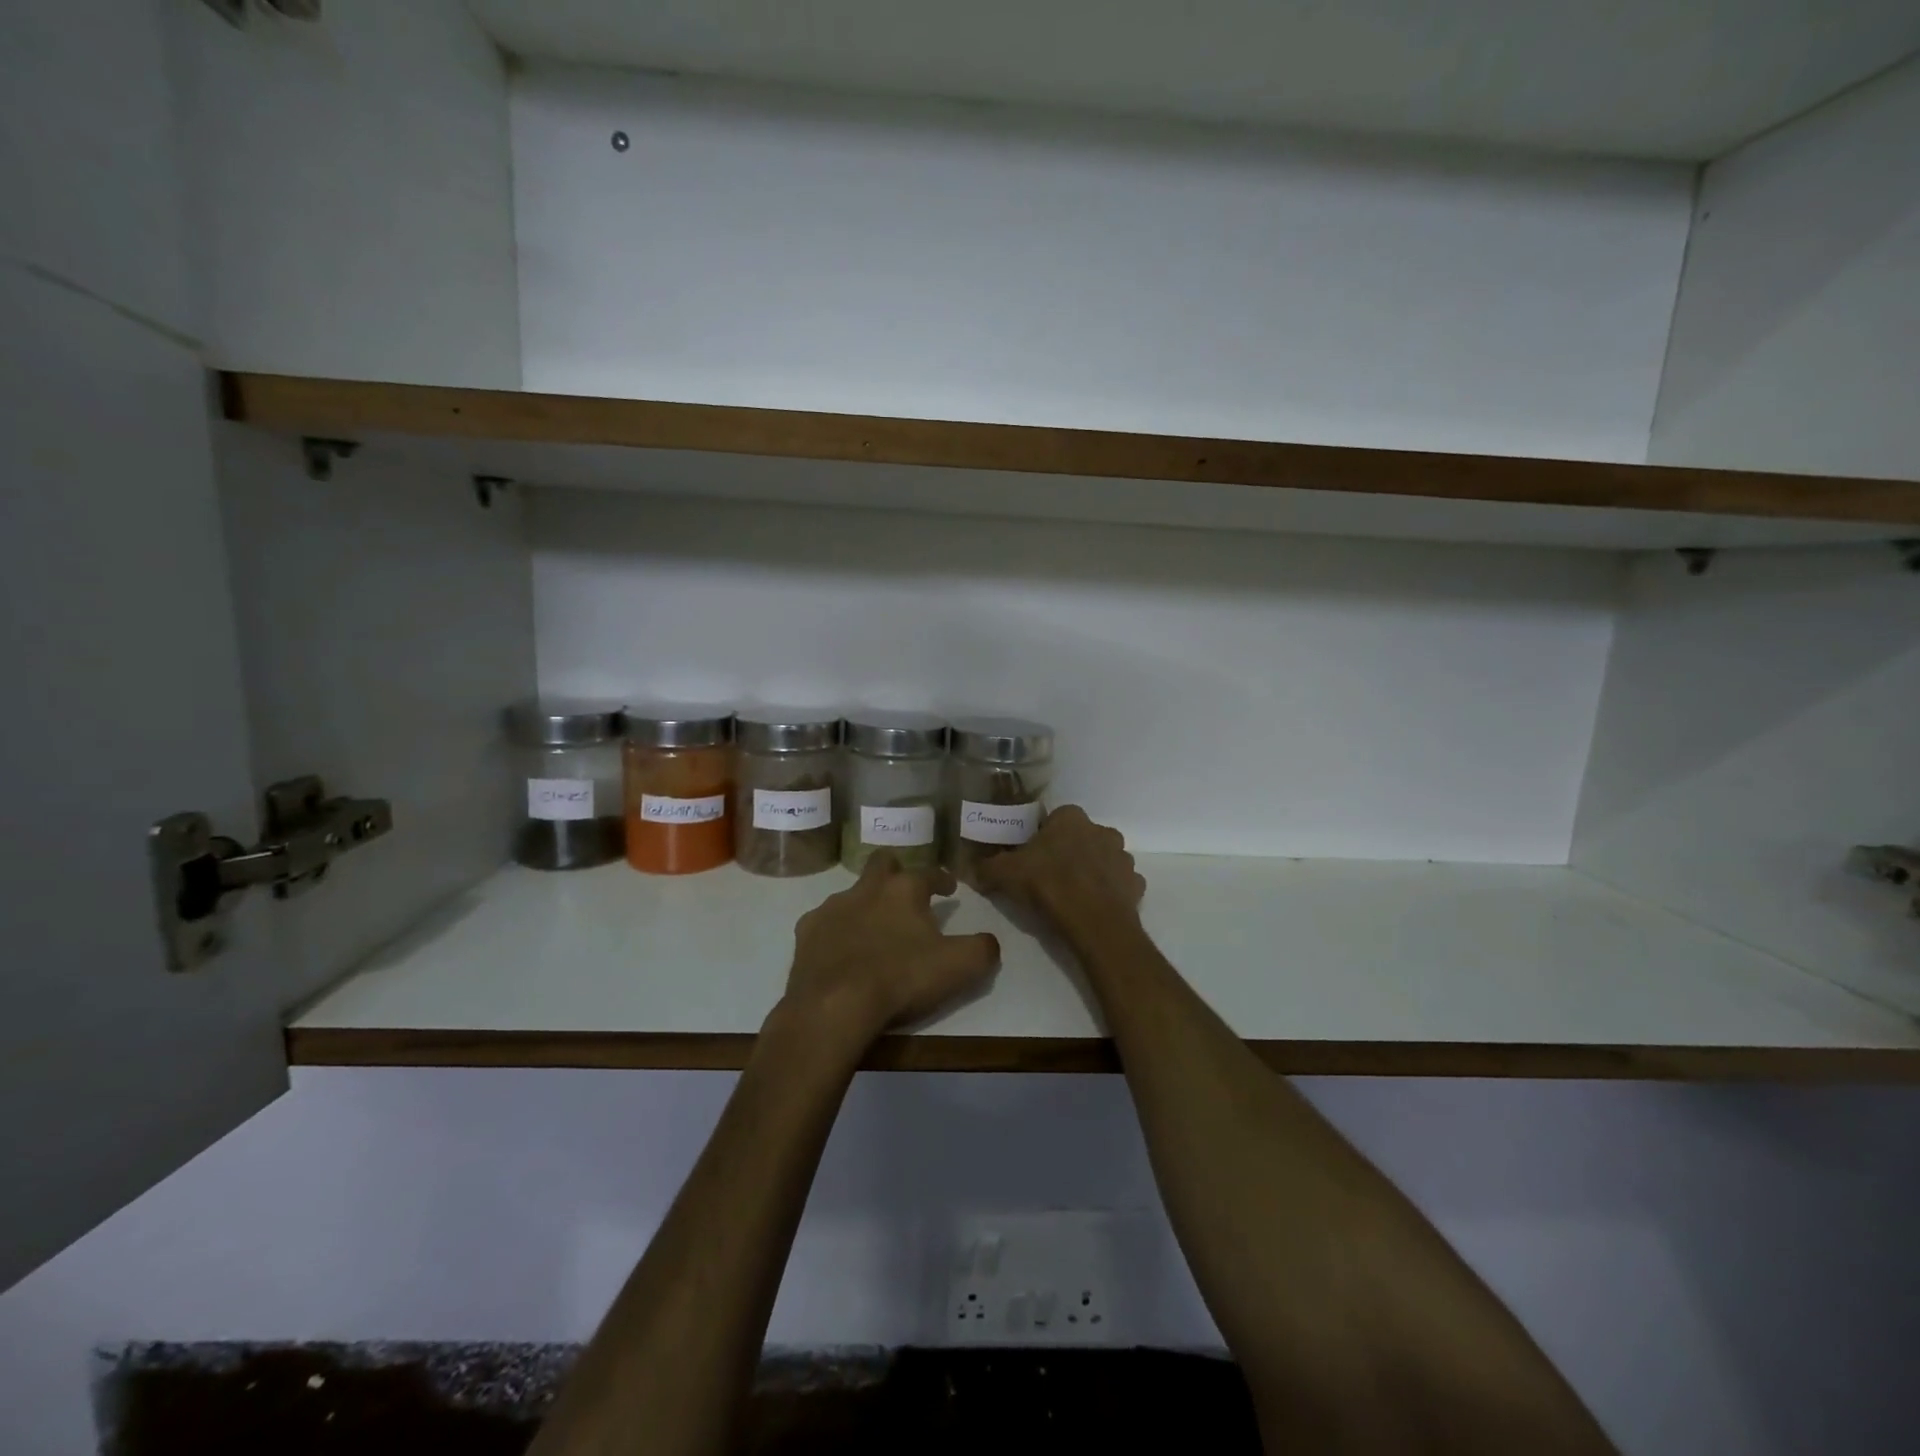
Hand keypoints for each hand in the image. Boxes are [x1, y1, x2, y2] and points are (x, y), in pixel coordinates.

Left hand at [780, 852, 1001, 1047]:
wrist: (834, 1006)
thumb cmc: (900, 979)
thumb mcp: (959, 967)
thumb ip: (982, 949)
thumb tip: (989, 941)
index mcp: (904, 890)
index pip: (929, 873)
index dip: (942, 879)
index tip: (949, 888)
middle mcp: (867, 888)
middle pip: (883, 863)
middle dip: (896, 870)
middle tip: (906, 889)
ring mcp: (832, 908)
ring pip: (852, 893)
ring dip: (865, 904)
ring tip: (874, 928)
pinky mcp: (807, 932)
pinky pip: (825, 923)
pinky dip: (837, 931)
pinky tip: (842, 950)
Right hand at [977, 806, 1146, 946]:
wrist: (1093, 922)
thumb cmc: (1048, 885)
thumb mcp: (1005, 874)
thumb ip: (987, 867)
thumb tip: (972, 869)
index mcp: (1071, 817)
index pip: (1054, 820)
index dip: (1041, 838)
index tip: (1030, 858)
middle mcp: (1101, 830)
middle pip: (1080, 838)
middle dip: (1067, 853)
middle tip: (1048, 877)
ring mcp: (1123, 857)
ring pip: (1102, 860)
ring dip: (1090, 872)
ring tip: (1071, 896)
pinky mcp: (1136, 884)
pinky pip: (1118, 884)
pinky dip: (1107, 892)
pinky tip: (1092, 908)